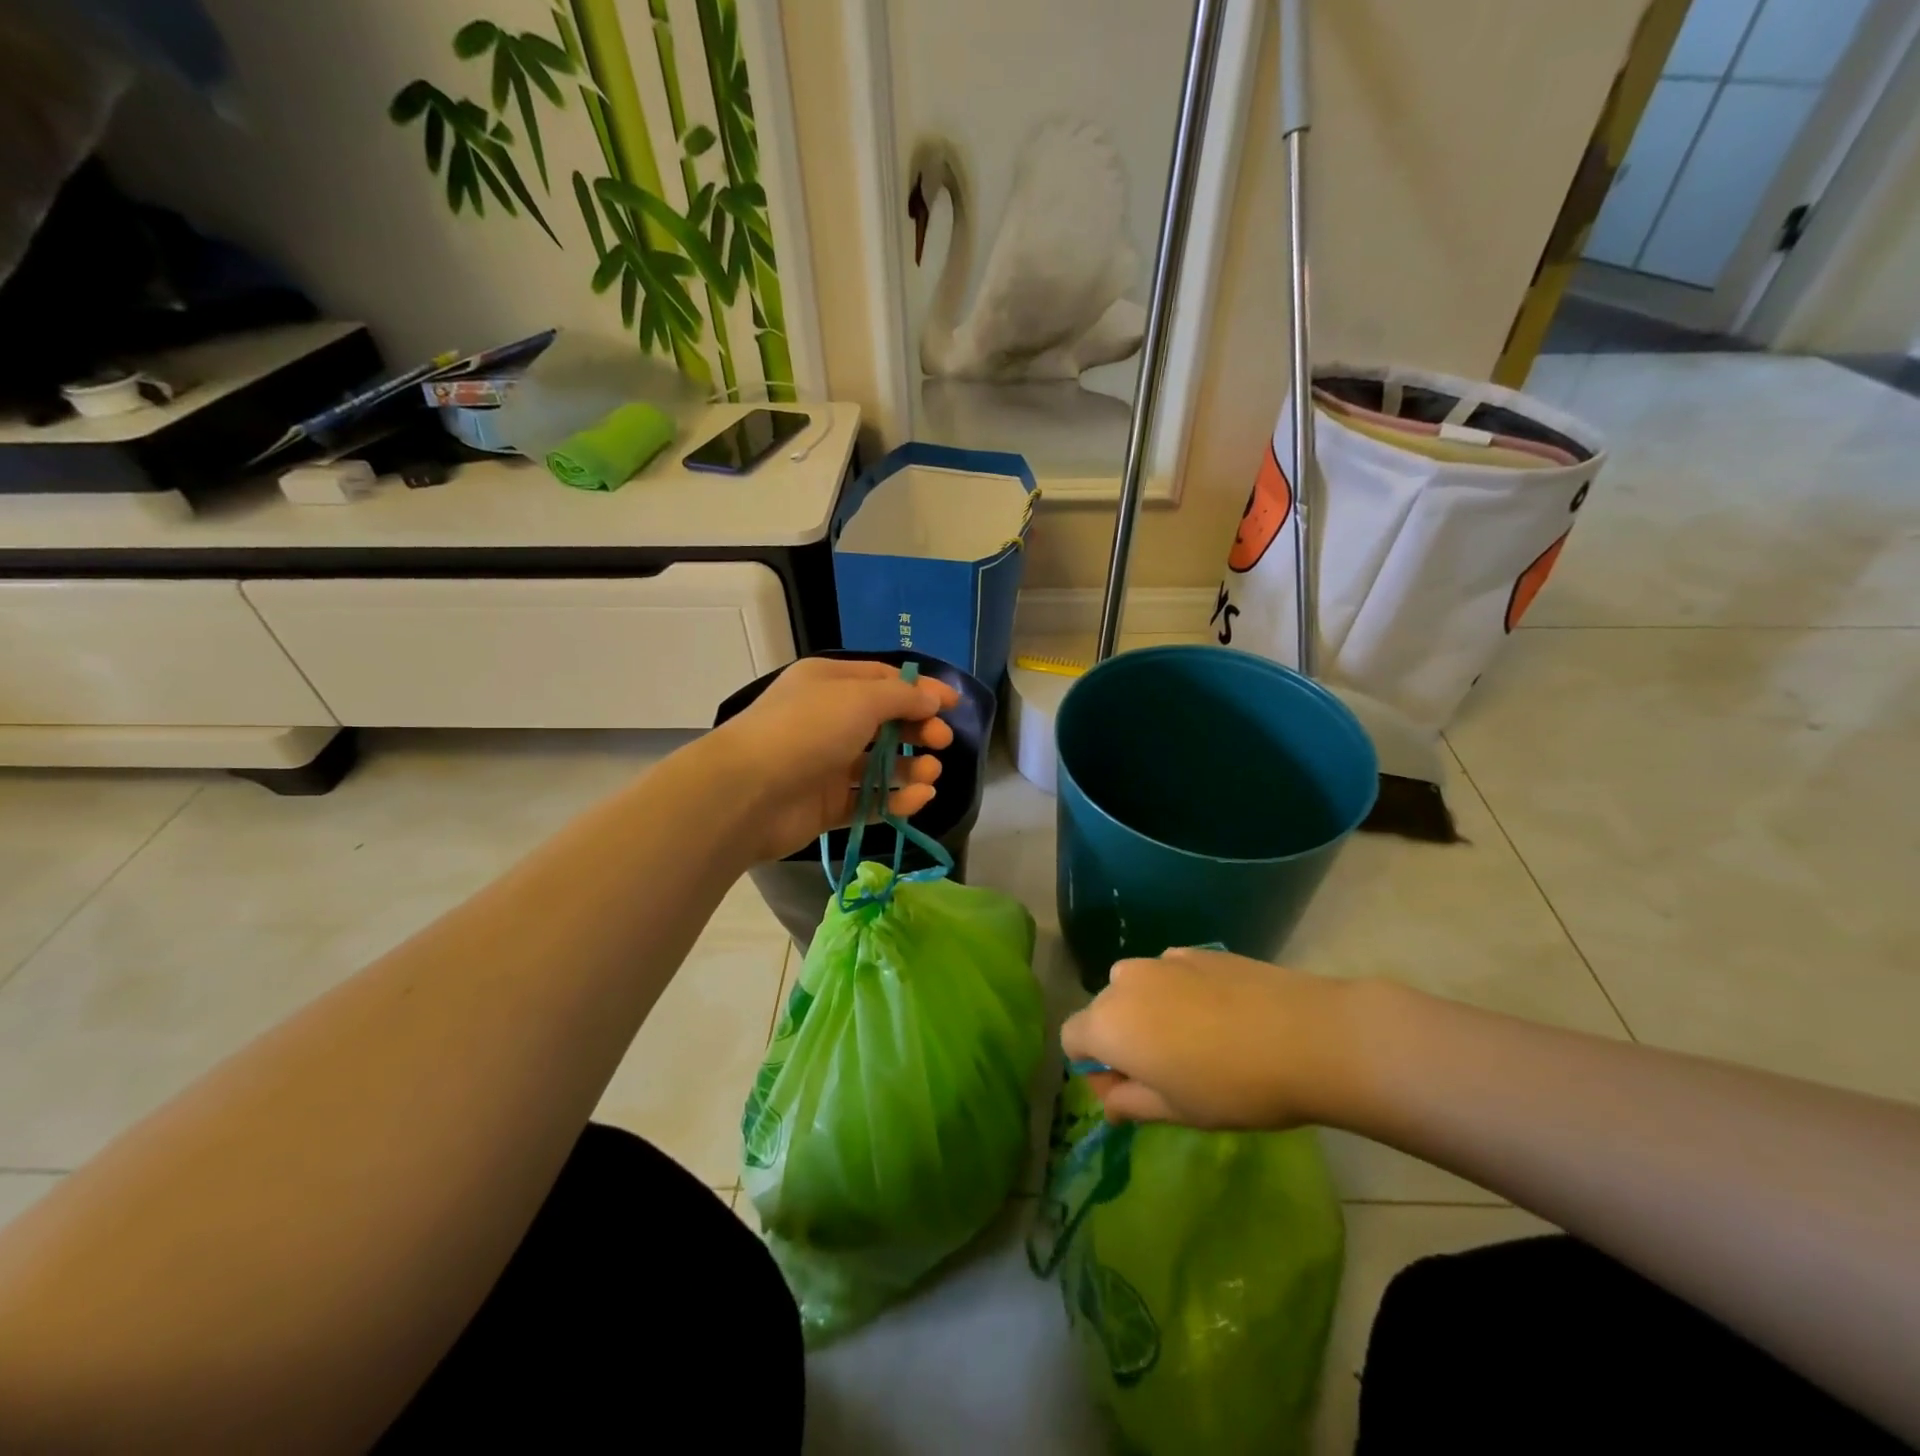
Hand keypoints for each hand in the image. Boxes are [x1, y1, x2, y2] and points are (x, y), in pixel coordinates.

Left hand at [709, 657, 958, 862]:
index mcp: (830, 683)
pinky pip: (869, 801)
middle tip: (942, 742)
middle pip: (885, 723)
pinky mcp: (826, 805)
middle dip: (918, 731)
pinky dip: (896, 800)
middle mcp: (828, 720)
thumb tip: (932, 700)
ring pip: (880, 765)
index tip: (953, 706)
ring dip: (911, 769)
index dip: (921, 690)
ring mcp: (826, 765)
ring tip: (931, 775)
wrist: (746, 792)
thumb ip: (903, 698)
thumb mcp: (860, 698)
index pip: (884, 680)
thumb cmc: (806, 730)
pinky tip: (918, 799)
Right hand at [1059, 947, 1366, 1130]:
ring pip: (1136, 988)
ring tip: (1195, 1041)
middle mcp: (1124, 981)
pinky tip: (1221, 1016)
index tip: (1129, 1091)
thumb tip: (1109, 1102)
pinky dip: (1178, 993)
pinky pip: (1169, 974)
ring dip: (1148, 1013)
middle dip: (1120, 1039)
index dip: (1092, 1068)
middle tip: (1165, 1072)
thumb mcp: (1176, 1111)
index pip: (1071, 1039)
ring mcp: (1161, 960)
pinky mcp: (1196, 950)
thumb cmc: (1232, 1087)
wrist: (1306, 1036)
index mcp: (1109, 1023)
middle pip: (1103, 1011)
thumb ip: (1130, 1103)